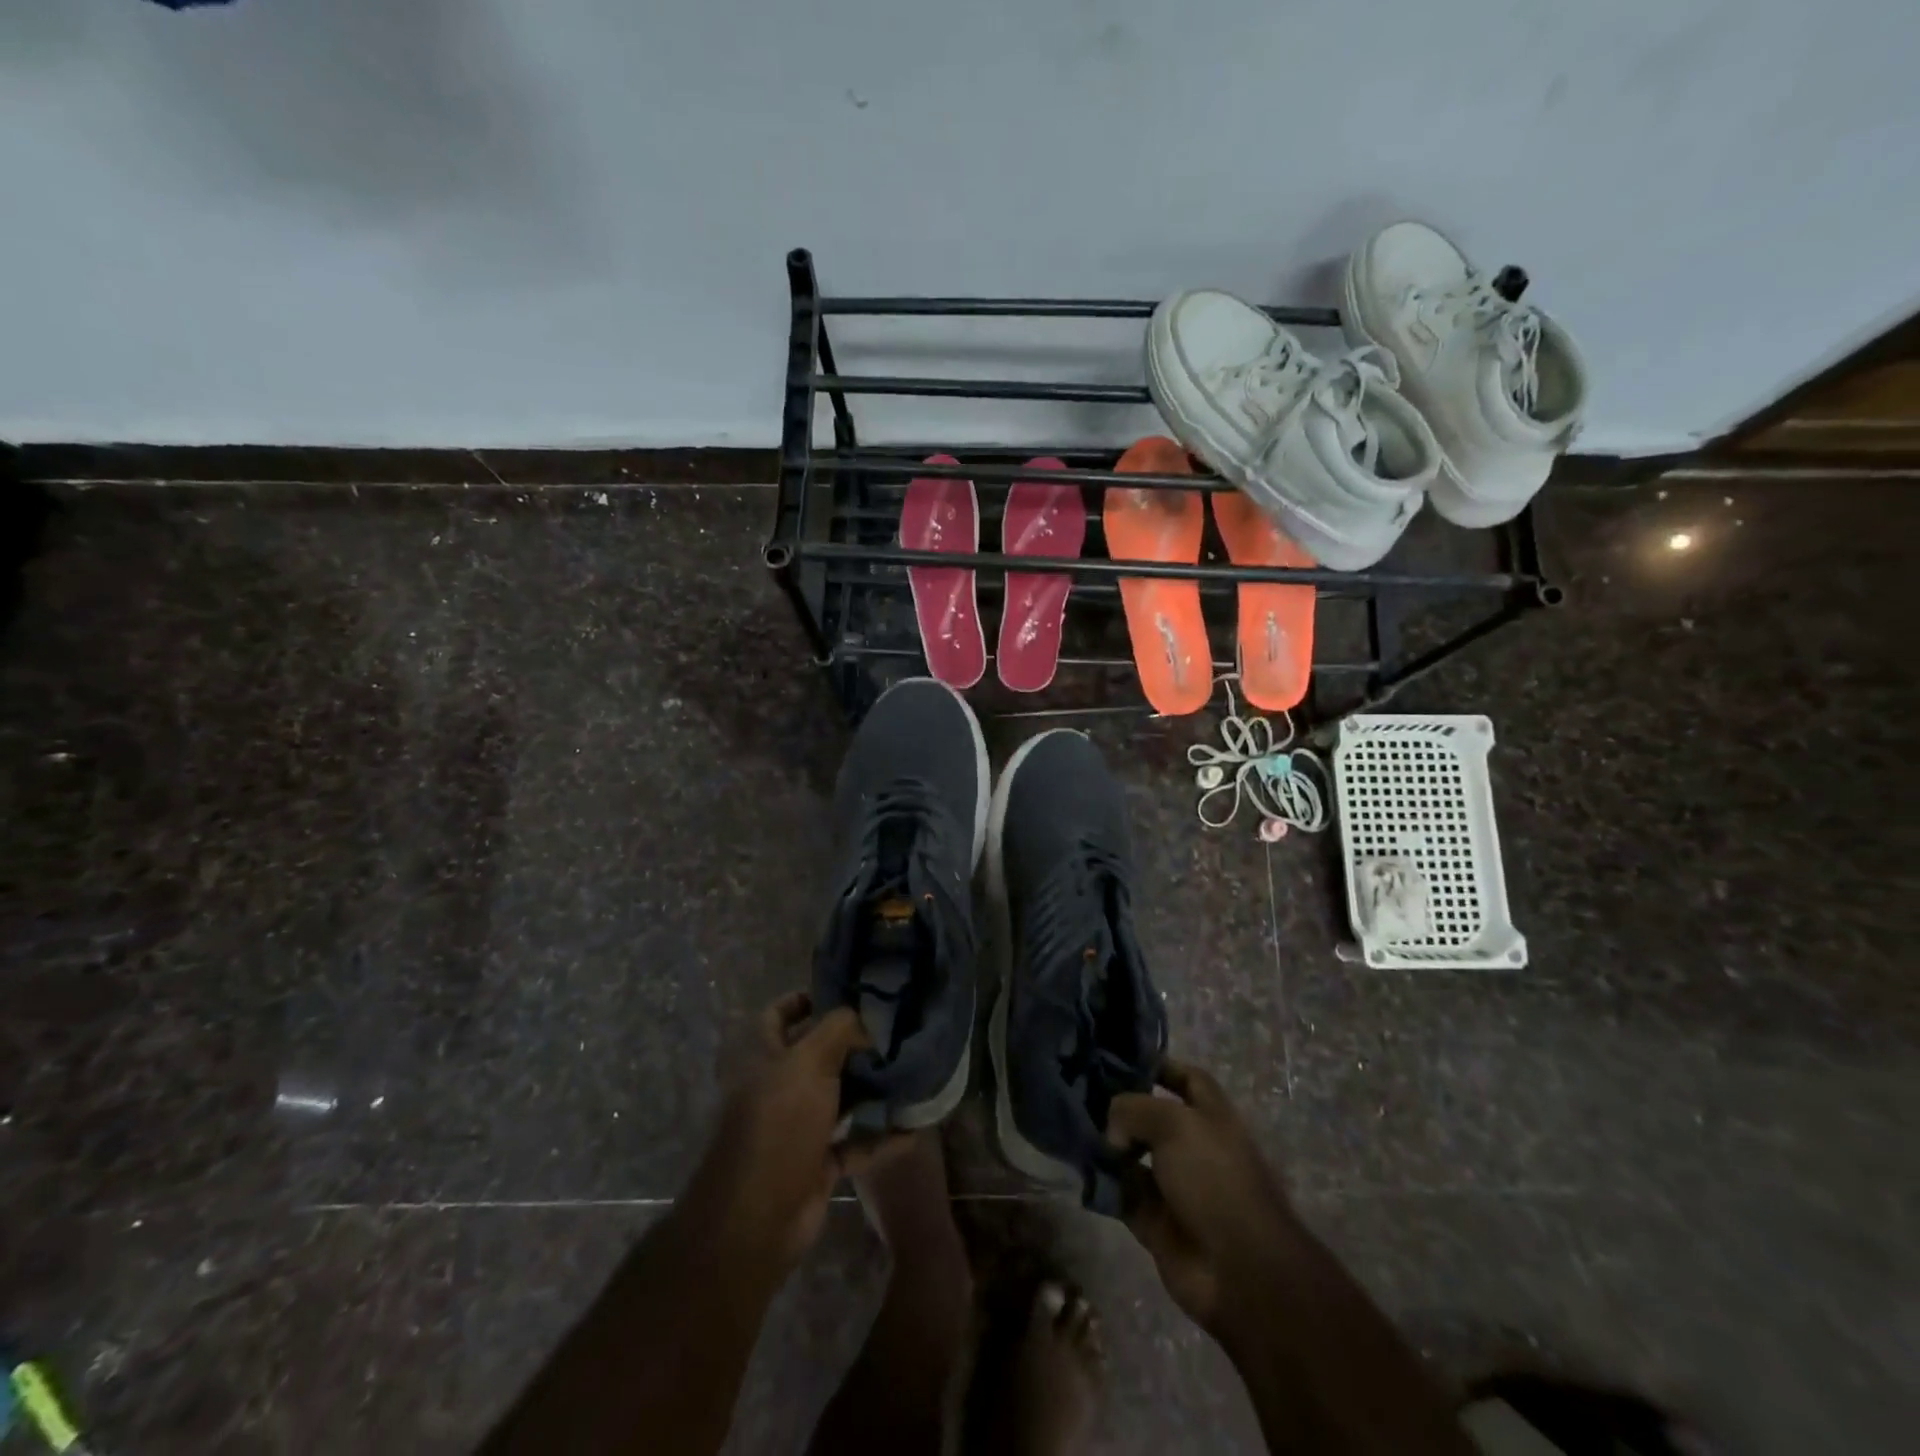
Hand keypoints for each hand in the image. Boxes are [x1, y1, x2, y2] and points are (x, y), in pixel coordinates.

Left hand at [689, 992, 902, 1275]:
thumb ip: (840, 1029)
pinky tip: (911, 1130)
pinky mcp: (814, 1163)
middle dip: (851, 1045)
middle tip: (892, 1033)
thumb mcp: (810, 1061)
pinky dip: (879, 1137)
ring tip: (908, 1074)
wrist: (758, 1216)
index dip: (804, 999)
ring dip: (869, 1090)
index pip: (778, 1015)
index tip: (844, 994)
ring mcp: (796, 1128)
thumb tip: (865, 1022)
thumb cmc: (780, 1122)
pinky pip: (853, 1142)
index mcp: (763, 1057)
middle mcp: (776, 1087)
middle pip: (816, 1056)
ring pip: (837, 1099)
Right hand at [1107, 1058, 1293, 1338]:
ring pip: (1131, 1155)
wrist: (1240, 1271)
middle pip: (1151, 1117)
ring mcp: (1175, 1185)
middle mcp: (1193, 1146)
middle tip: (1081, 1095)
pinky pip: (1122, 1194)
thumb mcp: (1173, 1124)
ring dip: (1106, 1147)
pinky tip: (1081, 1170)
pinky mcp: (1156, 1221)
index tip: (1119, 1060)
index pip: (1186, 1078)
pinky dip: (1104, 1184)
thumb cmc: (1214, 1179)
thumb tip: (1112, 1130)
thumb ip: (1133, 1109)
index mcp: (1211, 1116)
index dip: (1159, 1066)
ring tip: (1072, 1130)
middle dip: (1120, 1108)